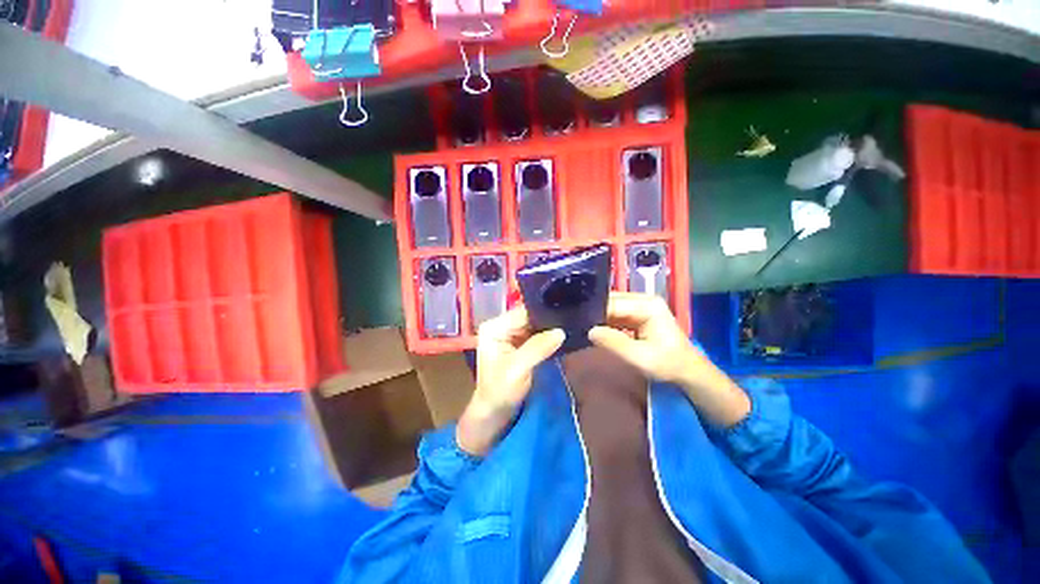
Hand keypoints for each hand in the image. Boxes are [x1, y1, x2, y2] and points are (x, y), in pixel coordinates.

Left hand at [457, 308, 564, 455]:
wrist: (495, 413)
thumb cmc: (499, 391)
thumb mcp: (518, 369)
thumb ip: (538, 348)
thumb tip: (561, 331)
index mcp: (494, 328)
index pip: (522, 313)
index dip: (542, 312)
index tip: (565, 311)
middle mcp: (502, 326)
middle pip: (529, 317)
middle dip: (548, 320)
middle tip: (571, 318)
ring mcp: (511, 335)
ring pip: (535, 325)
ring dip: (550, 328)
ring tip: (570, 326)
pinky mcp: (520, 344)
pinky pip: (537, 335)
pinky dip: (548, 336)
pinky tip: (563, 336)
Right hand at [588, 292, 750, 426]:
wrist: (687, 371)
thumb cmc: (667, 364)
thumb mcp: (640, 357)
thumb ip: (615, 343)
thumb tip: (589, 331)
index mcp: (647, 305)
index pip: (613, 303)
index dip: (594, 311)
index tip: (576, 321)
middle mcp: (643, 300)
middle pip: (611, 301)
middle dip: (594, 313)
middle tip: (576, 323)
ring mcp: (640, 306)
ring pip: (611, 307)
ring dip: (598, 318)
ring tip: (581, 326)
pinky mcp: (637, 314)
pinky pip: (615, 314)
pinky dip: (605, 322)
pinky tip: (594, 329)